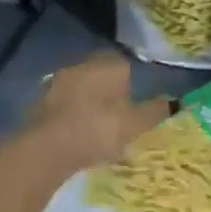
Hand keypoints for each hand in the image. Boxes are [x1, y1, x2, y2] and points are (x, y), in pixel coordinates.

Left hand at [24, 51, 168, 172]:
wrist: (46, 148)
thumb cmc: (99, 128)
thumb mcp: (136, 123)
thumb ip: (155, 111)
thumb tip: (174, 102)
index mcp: (109, 64)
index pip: (123, 63)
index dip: (129, 82)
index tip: (132, 103)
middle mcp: (82, 65)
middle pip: (99, 75)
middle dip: (107, 92)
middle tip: (116, 116)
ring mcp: (56, 83)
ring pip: (79, 90)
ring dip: (86, 104)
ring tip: (94, 131)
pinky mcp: (37, 104)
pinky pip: (61, 107)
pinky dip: (68, 118)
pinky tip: (74, 138)